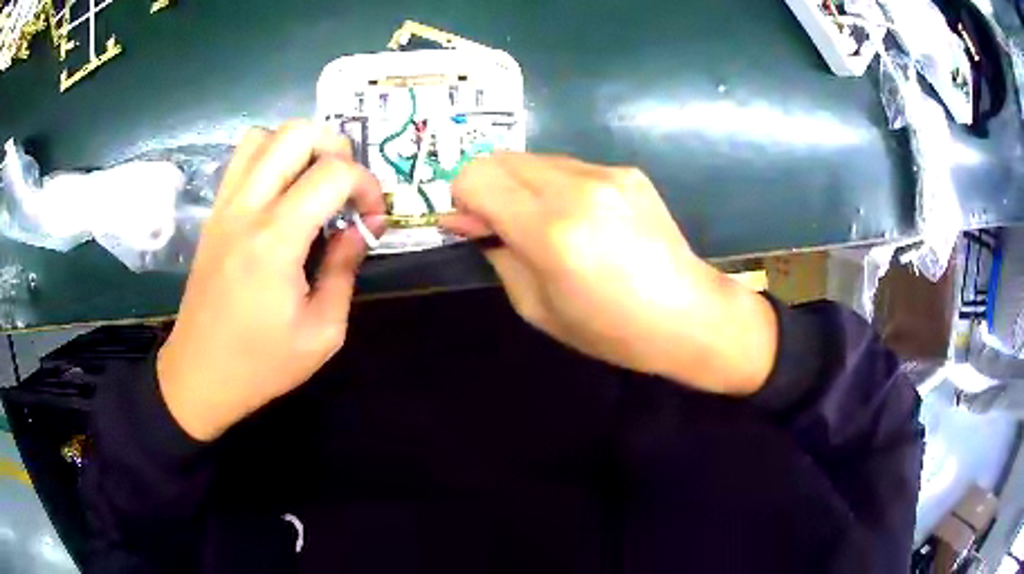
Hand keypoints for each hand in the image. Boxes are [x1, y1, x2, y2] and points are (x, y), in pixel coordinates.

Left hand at [157, 121, 385, 440]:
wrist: (201, 374)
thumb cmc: (262, 363)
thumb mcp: (323, 332)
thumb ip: (344, 270)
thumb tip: (360, 229)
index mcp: (276, 240)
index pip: (333, 173)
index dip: (368, 186)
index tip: (372, 219)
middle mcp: (247, 208)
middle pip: (297, 133)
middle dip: (336, 148)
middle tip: (346, 187)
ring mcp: (225, 206)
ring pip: (265, 135)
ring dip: (300, 147)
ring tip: (314, 182)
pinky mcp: (214, 213)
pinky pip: (242, 159)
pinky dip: (270, 157)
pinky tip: (282, 193)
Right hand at [440, 153, 776, 396]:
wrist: (688, 314)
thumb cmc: (610, 329)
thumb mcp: (536, 307)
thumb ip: (496, 253)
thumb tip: (466, 219)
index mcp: (551, 231)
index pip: (476, 177)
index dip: (462, 198)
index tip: (475, 227)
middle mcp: (578, 188)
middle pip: (499, 158)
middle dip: (487, 187)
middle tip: (503, 225)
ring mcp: (607, 173)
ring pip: (533, 158)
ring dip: (522, 185)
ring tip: (547, 224)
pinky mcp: (627, 171)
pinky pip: (569, 166)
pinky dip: (556, 186)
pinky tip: (582, 219)